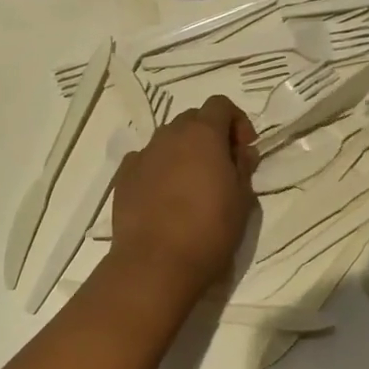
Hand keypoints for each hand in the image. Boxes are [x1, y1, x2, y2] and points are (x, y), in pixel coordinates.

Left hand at [108, 96, 256, 298]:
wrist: (155, 264)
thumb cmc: (209, 230)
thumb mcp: (242, 200)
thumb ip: (243, 167)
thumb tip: (242, 152)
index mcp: (203, 134)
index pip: (221, 104)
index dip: (237, 122)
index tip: (244, 150)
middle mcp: (170, 135)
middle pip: (193, 119)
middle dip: (210, 136)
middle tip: (221, 168)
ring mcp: (143, 154)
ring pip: (168, 140)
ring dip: (184, 152)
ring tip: (192, 185)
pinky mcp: (124, 176)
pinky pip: (146, 161)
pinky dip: (159, 169)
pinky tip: (164, 196)